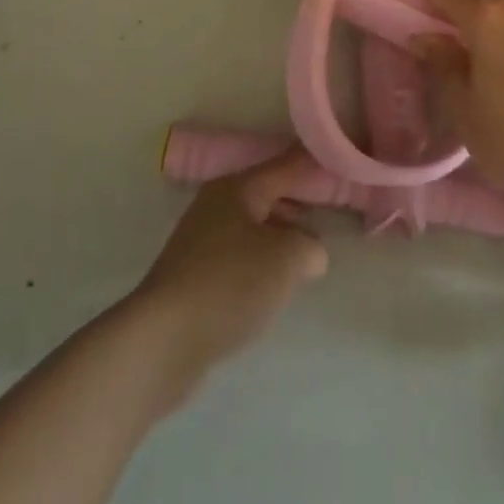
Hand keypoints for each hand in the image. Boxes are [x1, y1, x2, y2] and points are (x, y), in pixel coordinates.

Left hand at [135, 150, 328, 369]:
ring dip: (281, 238)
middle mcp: (216, 205)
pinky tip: (275, 287)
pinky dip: (261, 265)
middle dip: (299, 204)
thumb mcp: (286, 259)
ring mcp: (201, 242)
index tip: (340, 162)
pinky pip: (239, 258)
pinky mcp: (194, 278)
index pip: (285, 165)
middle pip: (267, 195)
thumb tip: (311, 252)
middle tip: (333, 214)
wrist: (163, 341)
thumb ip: (310, 246)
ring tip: (310, 256)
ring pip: (253, 229)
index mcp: (237, 188)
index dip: (313, 164)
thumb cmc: (229, 284)